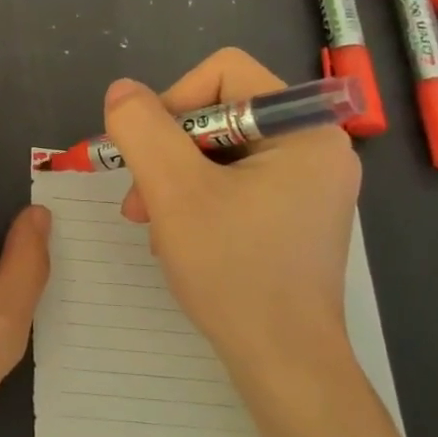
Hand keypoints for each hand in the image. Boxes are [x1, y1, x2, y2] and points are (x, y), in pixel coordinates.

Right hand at [102, 49, 360, 381]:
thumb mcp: (173, 190)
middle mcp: (315, 147)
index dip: (173, 101)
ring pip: (218, 149)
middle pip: (218, 112)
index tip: (149, 152)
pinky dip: (195, 198)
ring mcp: (307, 184)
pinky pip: (232, 180)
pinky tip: (178, 235)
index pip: (224, 72)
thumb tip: (122, 90)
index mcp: (304, 130)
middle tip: (140, 199)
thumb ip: (142, 128)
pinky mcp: (293, 214)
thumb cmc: (233, 270)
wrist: (282, 363)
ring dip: (174, 178)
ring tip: (151, 221)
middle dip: (168, 150)